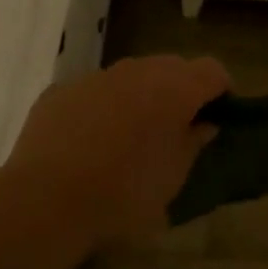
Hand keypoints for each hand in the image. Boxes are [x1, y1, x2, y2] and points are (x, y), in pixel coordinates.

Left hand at [3, 55, 229, 247]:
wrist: (46, 201)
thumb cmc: (125, 193)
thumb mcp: (173, 177)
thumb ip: (193, 142)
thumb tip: (203, 124)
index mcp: (173, 88)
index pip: (212, 71)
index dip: (221, 90)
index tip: (221, 115)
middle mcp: (136, 71)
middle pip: (172, 67)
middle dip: (182, 90)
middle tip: (180, 125)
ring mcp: (95, 78)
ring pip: (131, 76)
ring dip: (141, 96)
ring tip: (135, 134)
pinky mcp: (60, 91)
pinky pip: (95, 91)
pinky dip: (104, 107)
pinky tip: (93, 141)